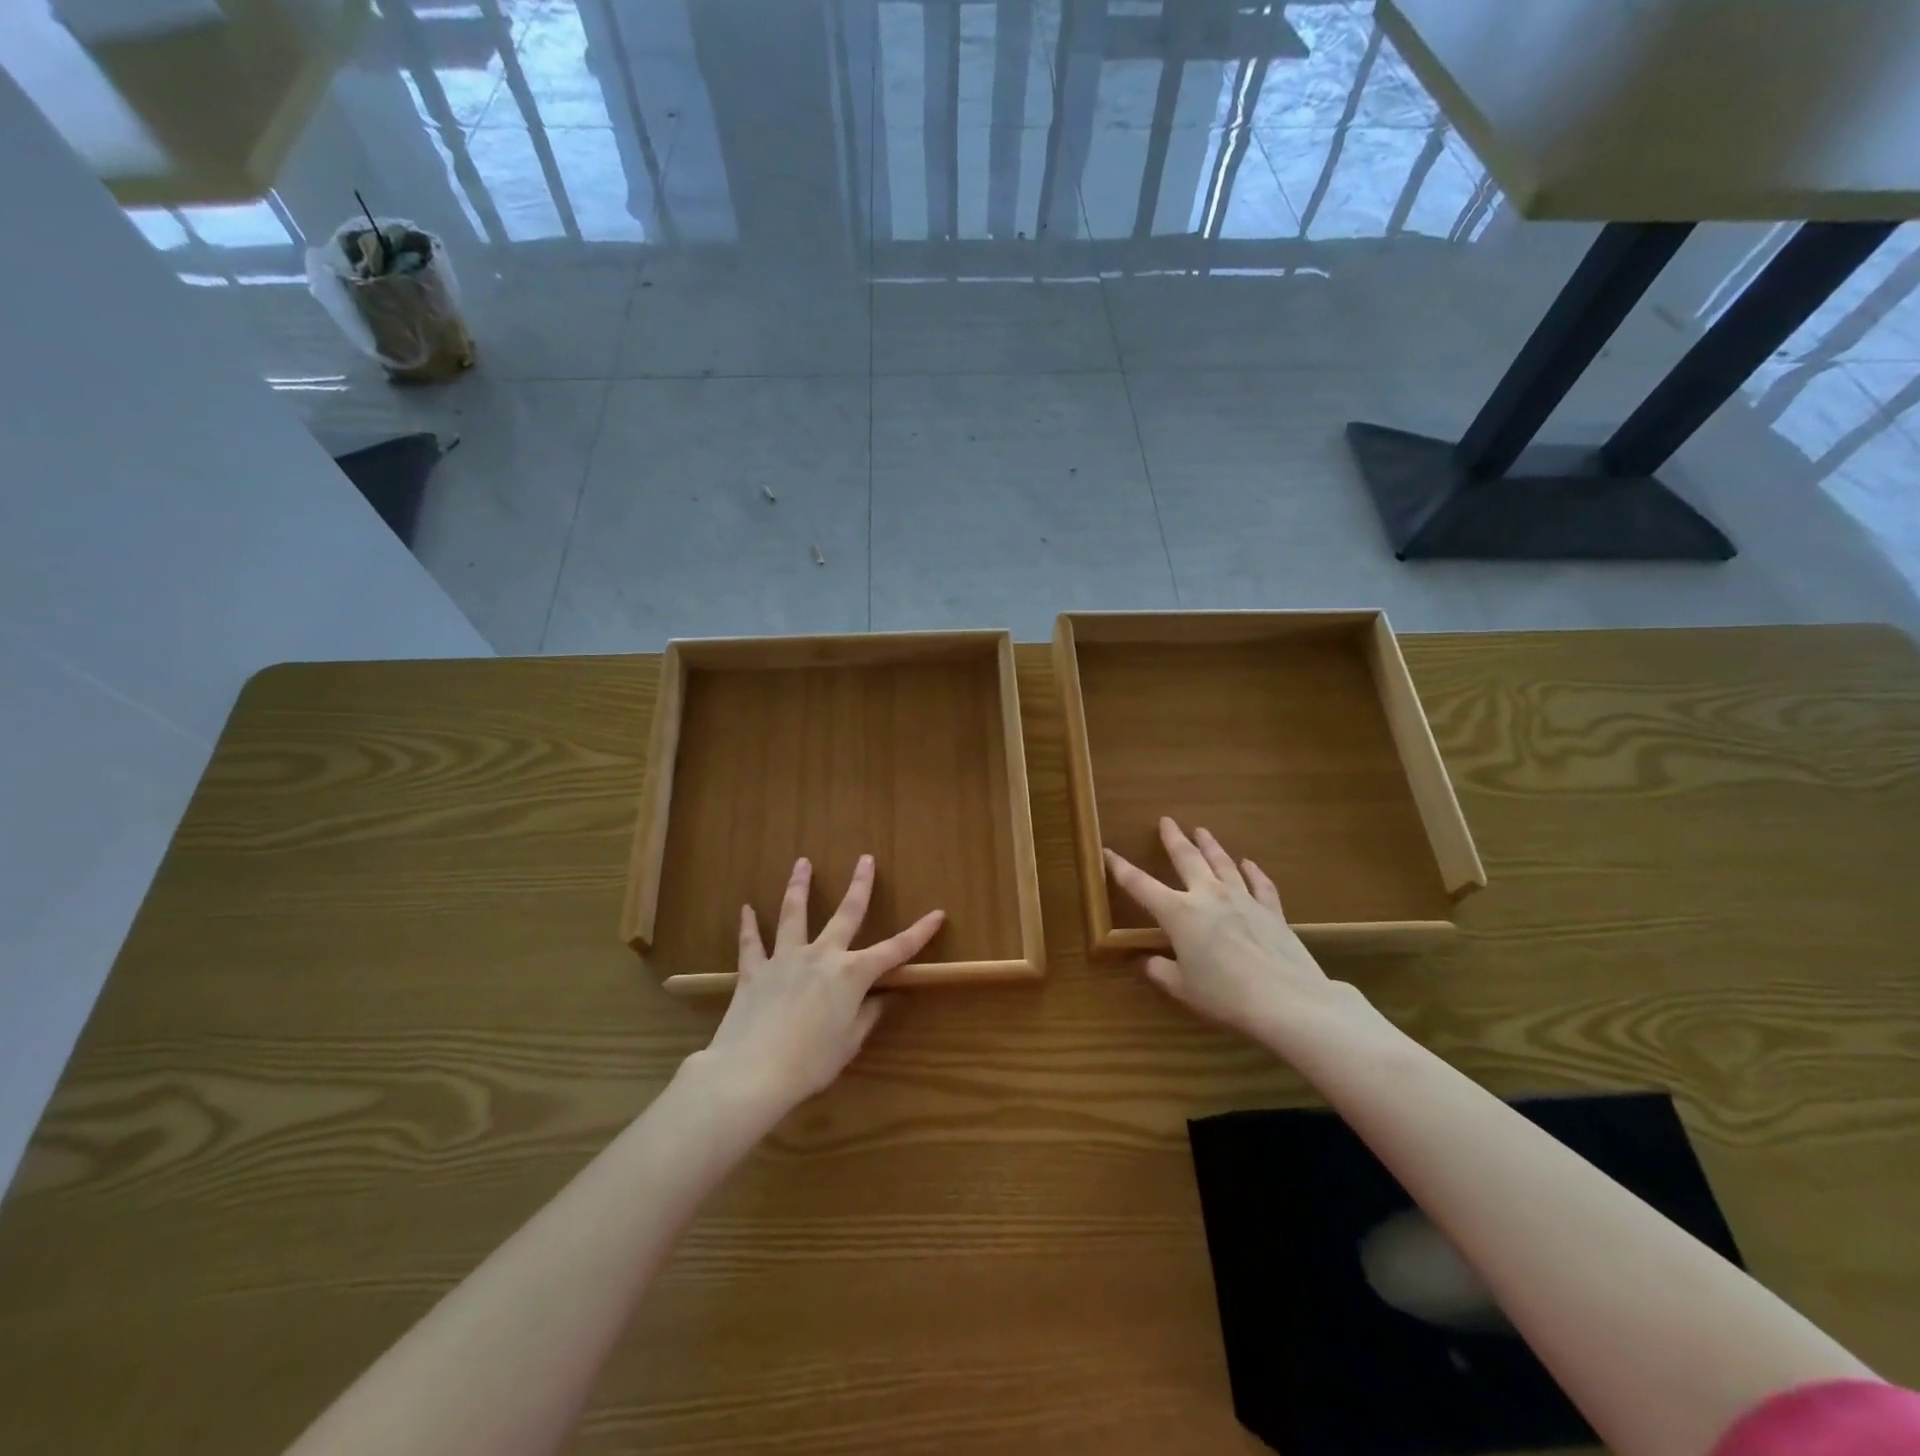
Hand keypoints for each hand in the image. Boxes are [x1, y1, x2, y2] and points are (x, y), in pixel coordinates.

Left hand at [697, 854, 943, 1115]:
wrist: (752, 1072)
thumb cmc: (811, 1063)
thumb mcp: (849, 1042)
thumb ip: (869, 1015)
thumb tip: (888, 997)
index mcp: (851, 974)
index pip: (894, 949)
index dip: (918, 932)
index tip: (937, 913)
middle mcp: (821, 955)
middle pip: (845, 913)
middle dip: (859, 885)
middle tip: (865, 859)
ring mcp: (785, 959)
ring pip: (793, 914)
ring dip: (798, 886)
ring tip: (802, 862)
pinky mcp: (754, 971)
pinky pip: (751, 943)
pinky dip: (748, 925)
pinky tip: (746, 908)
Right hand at [1105, 818, 1371, 1045]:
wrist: (1287, 1001)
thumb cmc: (1225, 996)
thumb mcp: (1183, 989)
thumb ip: (1160, 971)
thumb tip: (1143, 962)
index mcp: (1178, 913)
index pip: (1140, 885)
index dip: (1121, 868)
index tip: (1108, 851)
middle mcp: (1208, 896)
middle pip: (1187, 859)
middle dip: (1173, 839)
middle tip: (1167, 821)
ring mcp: (1242, 899)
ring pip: (1222, 863)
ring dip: (1210, 846)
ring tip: (1202, 831)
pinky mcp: (1272, 911)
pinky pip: (1259, 884)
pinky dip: (1252, 871)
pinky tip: (1249, 863)